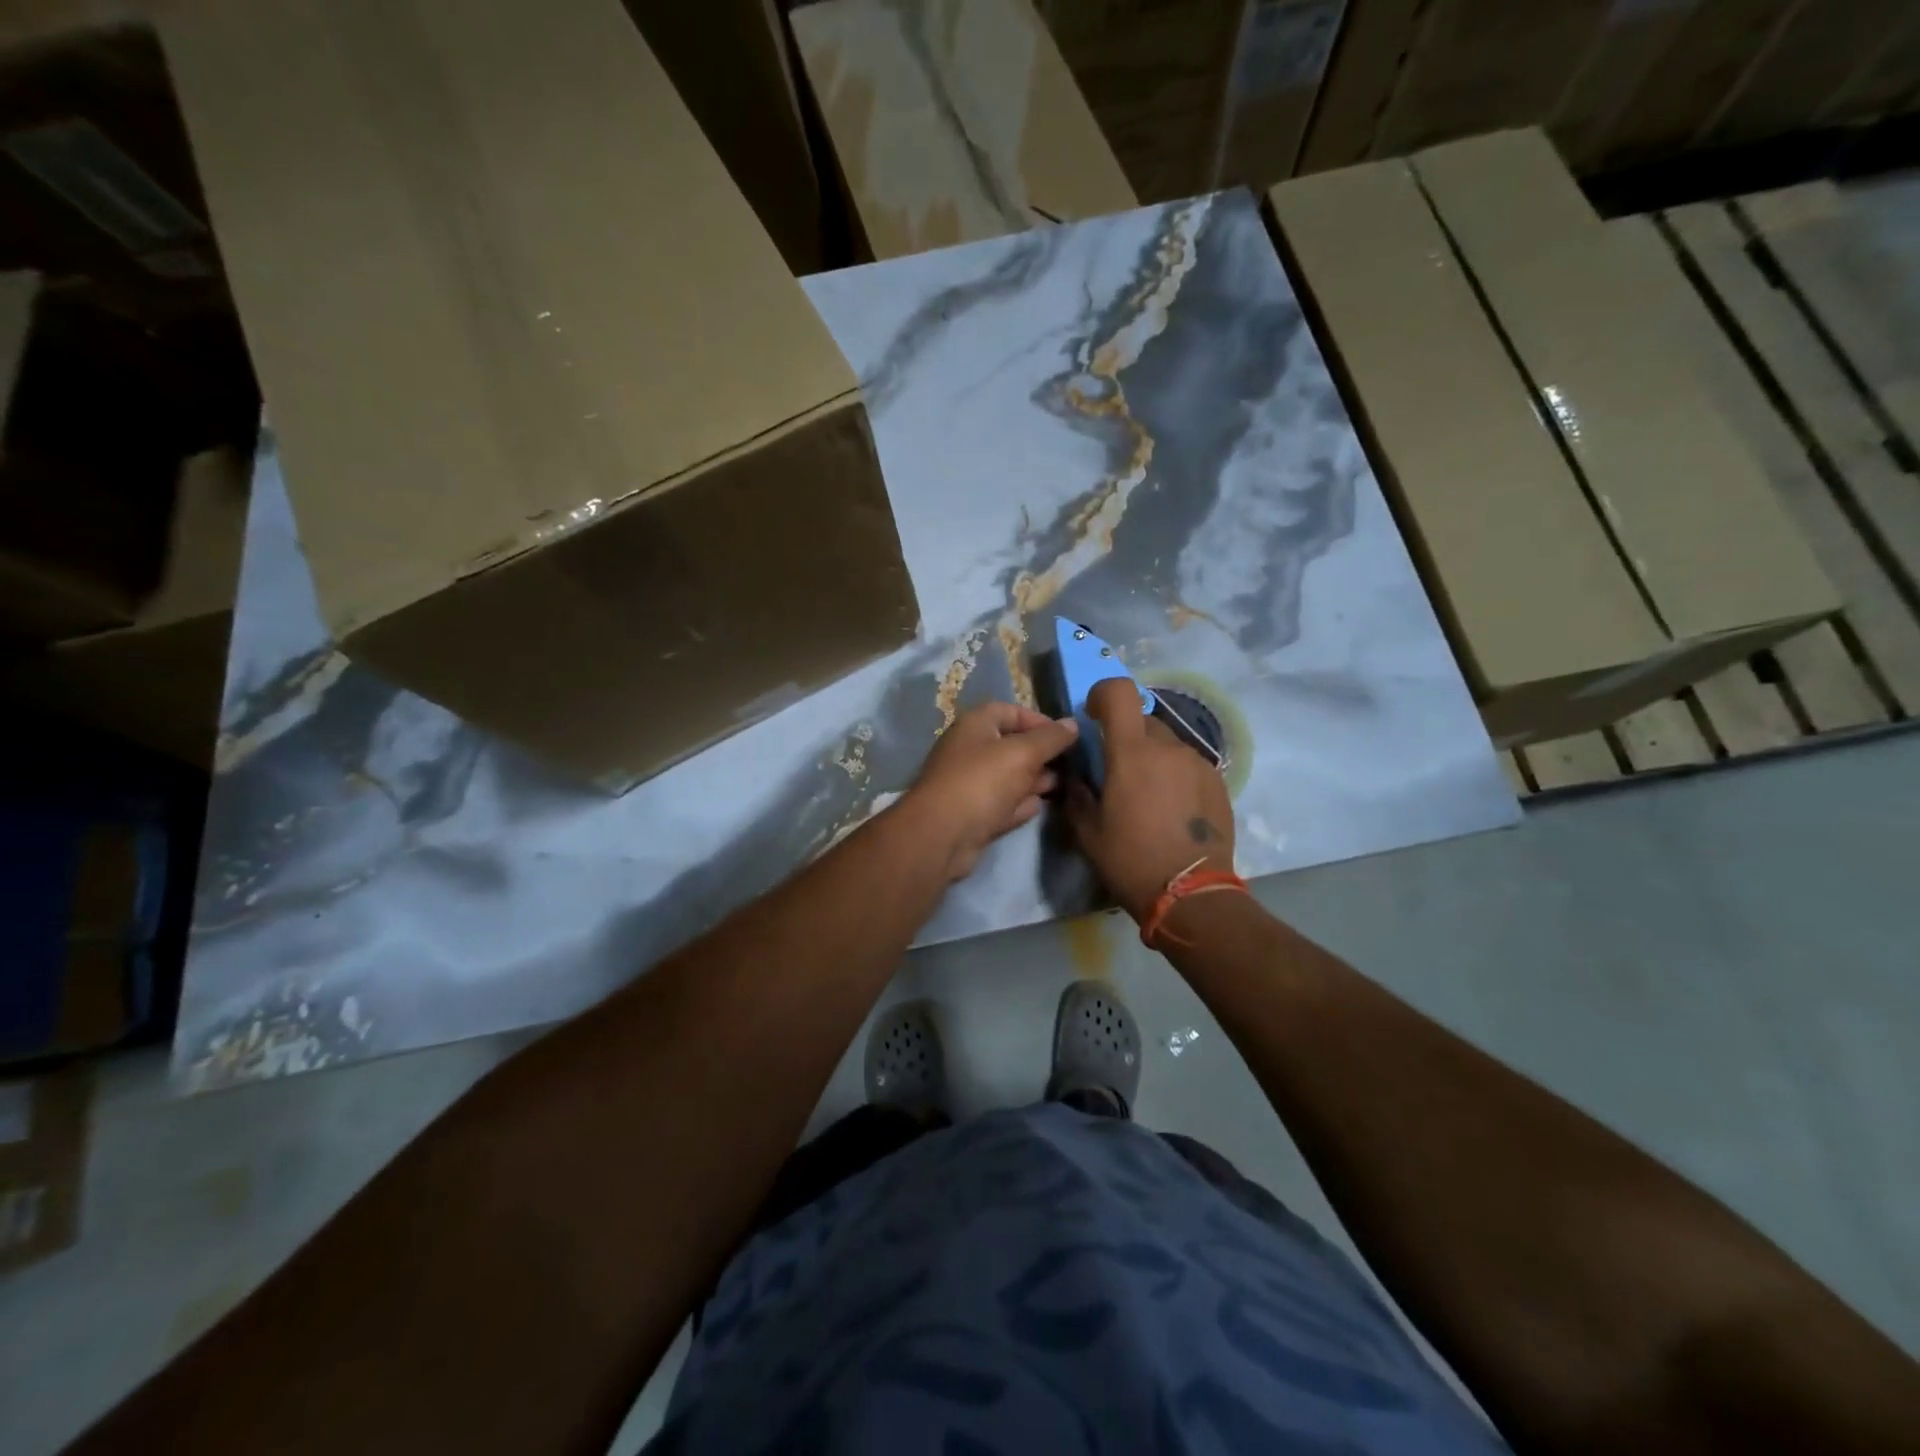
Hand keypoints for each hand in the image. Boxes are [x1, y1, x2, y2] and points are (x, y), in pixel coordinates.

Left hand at [906, 702, 1078, 881]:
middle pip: (1011, 745)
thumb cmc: (982, 782)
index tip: (1065, 736)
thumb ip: (1050, 738)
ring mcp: (970, 785)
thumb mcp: (1022, 753)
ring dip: (1034, 780)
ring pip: (1008, 777)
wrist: (943, 835)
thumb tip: (1072, 724)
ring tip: (1062, 785)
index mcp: (975, 726)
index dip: (1039, 720)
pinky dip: (1020, 804)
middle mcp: (970, 751)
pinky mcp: (973, 815)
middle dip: (1041, 754)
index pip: (1010, 711)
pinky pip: (1002, 804)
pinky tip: (1039, 806)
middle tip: (1070, 765)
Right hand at [1066, 679, 1235, 920]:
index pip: (1119, 692)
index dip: (1103, 693)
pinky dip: (1174, 776)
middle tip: (1118, 773)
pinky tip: (1172, 810)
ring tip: (1147, 798)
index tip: (1095, 715)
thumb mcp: (1087, 831)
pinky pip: (1187, 766)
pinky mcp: (1217, 782)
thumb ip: (1077, 793)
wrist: (1190, 894)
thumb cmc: (1130, 860)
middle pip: (1143, 722)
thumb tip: (1077, 776)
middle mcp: (1168, 748)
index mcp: (1131, 753)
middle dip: (1127, 738)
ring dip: (1152, 759)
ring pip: (1167, 745)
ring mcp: (1197, 764)